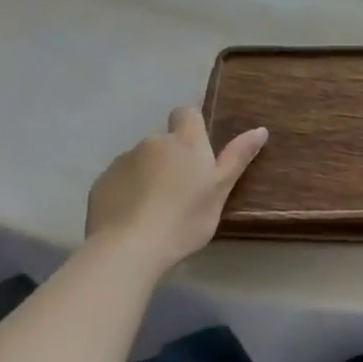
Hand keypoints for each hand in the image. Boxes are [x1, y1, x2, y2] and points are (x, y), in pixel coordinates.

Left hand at [84, 107, 267, 277]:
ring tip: (153, 209)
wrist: (129, 248)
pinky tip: (131, 218)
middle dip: (170, 159)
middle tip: (180, 192)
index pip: (186, 113)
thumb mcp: (220, 191)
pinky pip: (119, 180)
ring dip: (148, 175)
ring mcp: (123, 160)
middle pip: (164, 142)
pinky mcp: (101, 182)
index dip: (190, 126)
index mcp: (186, 142)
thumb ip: (238, 157)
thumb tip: (261, 129)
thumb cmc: (185, 219)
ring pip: (141, 161)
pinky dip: (126, 191)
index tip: (196, 152)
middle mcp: (153, 142)